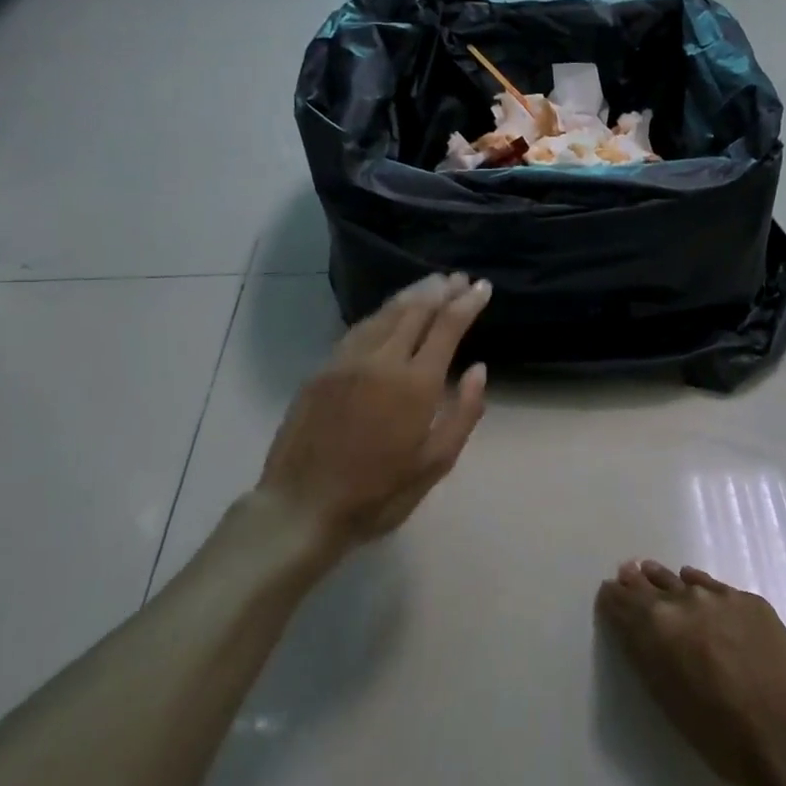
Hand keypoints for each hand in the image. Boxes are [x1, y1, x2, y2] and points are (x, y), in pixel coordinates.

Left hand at [257, 274, 491, 552]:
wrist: (303, 507)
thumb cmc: (378, 494)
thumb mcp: (435, 464)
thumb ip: (463, 413)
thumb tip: (478, 369)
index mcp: (415, 384)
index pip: (446, 327)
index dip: (467, 303)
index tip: (483, 287)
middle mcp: (381, 361)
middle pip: (415, 310)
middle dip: (441, 291)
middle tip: (459, 278)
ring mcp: (347, 361)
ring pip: (385, 313)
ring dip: (412, 294)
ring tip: (431, 283)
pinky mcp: (322, 369)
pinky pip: (359, 328)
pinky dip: (382, 312)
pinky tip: (389, 311)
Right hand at [597, 561, 785, 785]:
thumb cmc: (717, 734)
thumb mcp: (665, 697)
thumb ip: (645, 653)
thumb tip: (633, 626)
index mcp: (656, 627)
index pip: (622, 602)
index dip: (612, 598)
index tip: (607, 593)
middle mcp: (683, 601)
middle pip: (650, 585)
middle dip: (636, 583)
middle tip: (626, 574)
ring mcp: (719, 597)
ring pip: (682, 580)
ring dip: (666, 580)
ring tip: (653, 572)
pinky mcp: (750, 600)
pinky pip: (714, 586)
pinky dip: (700, 585)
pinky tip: (694, 583)